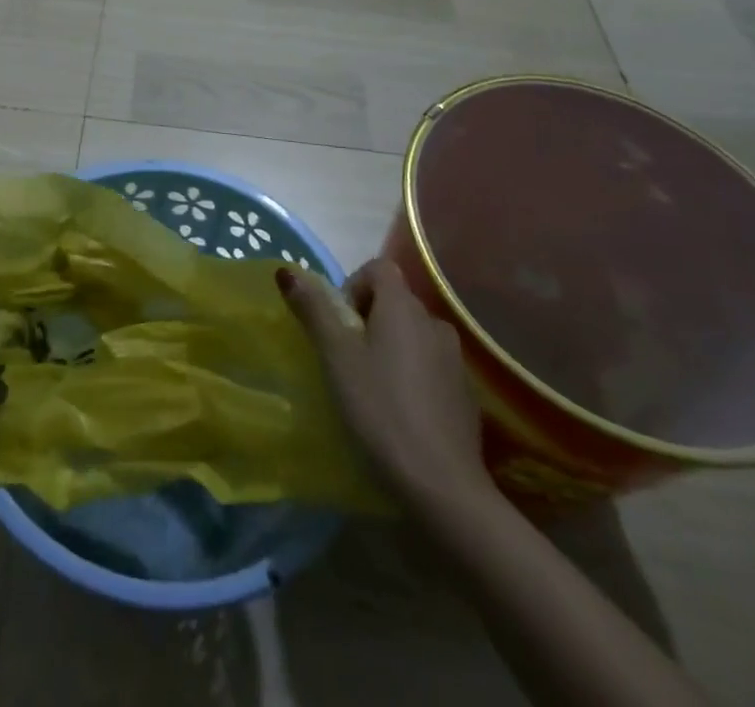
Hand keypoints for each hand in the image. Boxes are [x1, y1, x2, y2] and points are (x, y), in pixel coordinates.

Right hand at [278, 255, 497, 519]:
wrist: (442, 486)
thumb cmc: (380, 409)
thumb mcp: (336, 357)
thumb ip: (313, 310)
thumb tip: (287, 270)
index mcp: (404, 307)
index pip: (378, 268)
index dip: (353, 285)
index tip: (338, 324)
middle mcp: (435, 323)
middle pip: (395, 302)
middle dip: (368, 320)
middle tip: (346, 360)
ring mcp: (456, 361)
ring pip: (414, 336)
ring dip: (391, 349)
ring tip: (372, 388)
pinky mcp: (466, 395)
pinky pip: (431, 367)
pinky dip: (413, 376)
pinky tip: (400, 413)